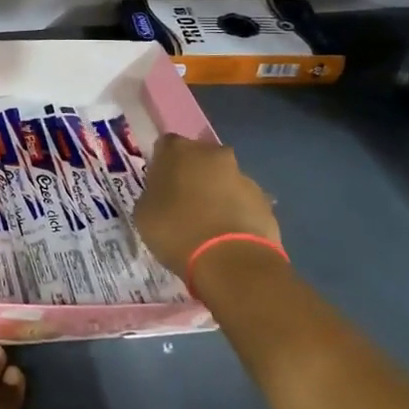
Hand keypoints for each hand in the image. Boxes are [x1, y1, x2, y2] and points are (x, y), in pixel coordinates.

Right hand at [134, 134, 281, 278]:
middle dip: (192, 175)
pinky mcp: (265, 201)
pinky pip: (242, 202)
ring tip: (207, 227)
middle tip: (182, 204)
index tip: (158, 186)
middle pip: (198, 158)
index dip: (160, 165)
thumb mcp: (144, 214)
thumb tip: (163, 196)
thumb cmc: (177, 231)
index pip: (165, 146)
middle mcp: (212, 153)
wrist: (231, 262)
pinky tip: (227, 237)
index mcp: (178, 150)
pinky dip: (235, 213)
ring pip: (223, 179)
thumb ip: (152, 195)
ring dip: (215, 194)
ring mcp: (242, 176)